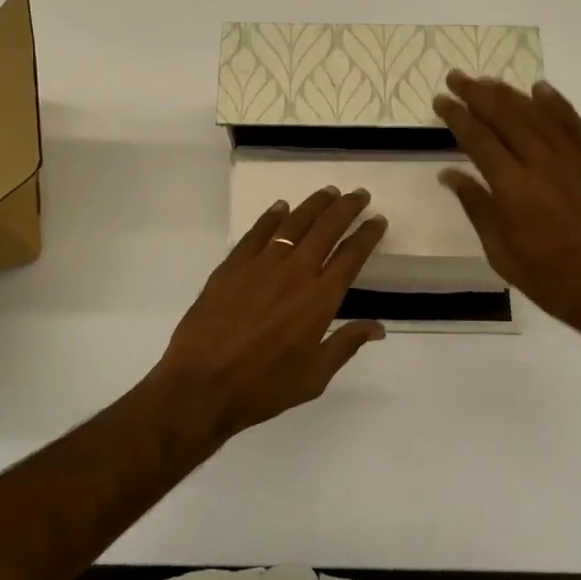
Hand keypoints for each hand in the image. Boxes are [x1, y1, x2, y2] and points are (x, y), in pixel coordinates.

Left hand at [150, 187, 387, 440]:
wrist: (201, 385)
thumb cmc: (264, 387)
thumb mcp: (315, 376)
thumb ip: (346, 344)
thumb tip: (378, 327)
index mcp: (320, 299)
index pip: (351, 256)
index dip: (367, 235)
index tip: (378, 220)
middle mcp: (295, 272)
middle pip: (326, 229)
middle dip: (346, 208)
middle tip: (359, 194)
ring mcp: (260, 265)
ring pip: (293, 223)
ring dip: (314, 205)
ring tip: (328, 193)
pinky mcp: (232, 266)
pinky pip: (256, 233)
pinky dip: (271, 217)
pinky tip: (281, 208)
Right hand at [434, 72, 580, 376]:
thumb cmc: (554, 283)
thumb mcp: (503, 254)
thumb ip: (477, 208)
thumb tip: (449, 175)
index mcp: (514, 189)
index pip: (478, 139)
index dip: (457, 116)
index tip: (441, 100)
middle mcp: (543, 164)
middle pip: (506, 116)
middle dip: (478, 94)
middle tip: (458, 77)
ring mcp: (577, 160)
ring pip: (539, 115)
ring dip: (511, 94)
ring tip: (489, 81)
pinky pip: (576, 125)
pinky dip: (557, 104)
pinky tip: (541, 89)